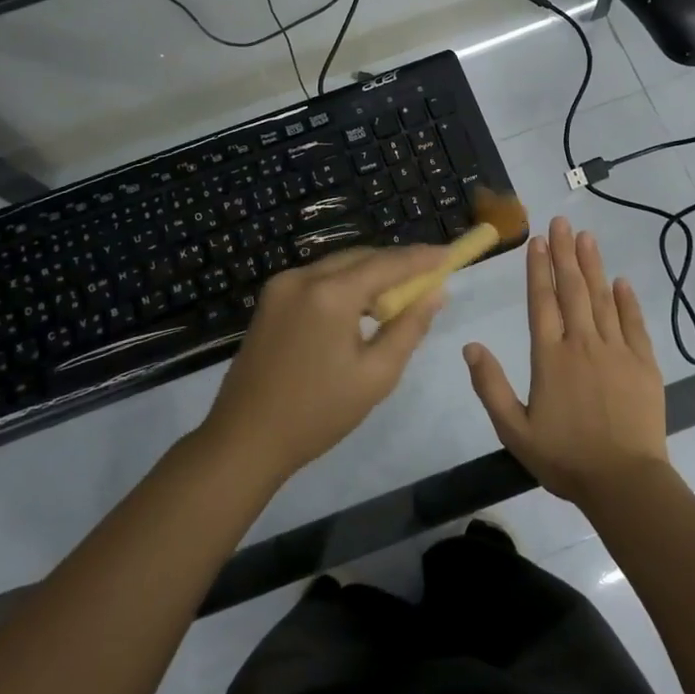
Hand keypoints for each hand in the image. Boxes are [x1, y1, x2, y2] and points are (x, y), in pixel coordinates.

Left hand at [203, 245, 448, 484]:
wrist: (244, 438)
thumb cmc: (317, 413)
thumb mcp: (376, 375)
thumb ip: (410, 327)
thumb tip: (436, 292)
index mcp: (331, 294)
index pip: (388, 263)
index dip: (422, 258)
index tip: (450, 254)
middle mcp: (303, 276)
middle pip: (362, 257)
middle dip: (397, 264)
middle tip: (429, 278)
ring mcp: (282, 284)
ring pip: (339, 265)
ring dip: (371, 274)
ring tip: (399, 297)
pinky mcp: (271, 298)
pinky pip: (319, 278)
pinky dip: (345, 284)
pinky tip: (361, 308)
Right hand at [464, 217, 671, 507]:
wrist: (624, 482)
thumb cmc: (565, 458)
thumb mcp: (514, 429)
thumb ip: (490, 385)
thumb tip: (470, 345)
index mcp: (550, 357)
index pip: (541, 302)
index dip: (537, 268)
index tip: (537, 240)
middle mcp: (583, 344)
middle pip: (572, 290)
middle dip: (564, 253)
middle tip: (561, 222)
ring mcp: (617, 351)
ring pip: (603, 299)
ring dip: (593, 266)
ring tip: (586, 237)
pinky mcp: (643, 364)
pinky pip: (634, 323)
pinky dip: (627, 300)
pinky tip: (621, 281)